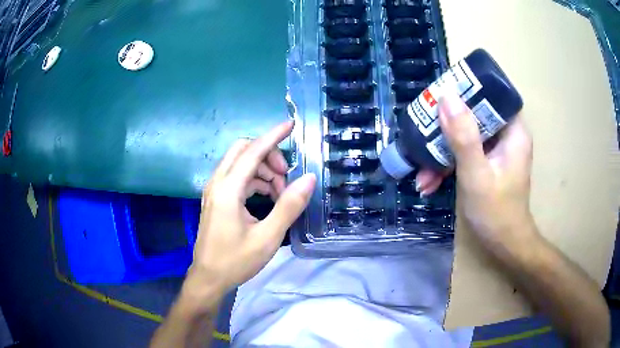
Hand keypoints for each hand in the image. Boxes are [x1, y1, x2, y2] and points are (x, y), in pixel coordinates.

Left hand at [186, 121, 315, 295]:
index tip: (290, 124)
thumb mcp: (267, 237)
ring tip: (280, 193)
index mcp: (228, 189)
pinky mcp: (215, 198)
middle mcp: (217, 183)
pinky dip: (254, 180)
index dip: (273, 136)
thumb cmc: (236, 261)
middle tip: (286, 176)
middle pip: (243, 150)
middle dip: (267, 154)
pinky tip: (267, 198)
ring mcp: (214, 190)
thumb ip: (288, 206)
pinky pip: (236, 177)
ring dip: (262, 170)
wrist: (208, 278)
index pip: (252, 151)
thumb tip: (308, 179)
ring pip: (240, 163)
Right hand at [416, 94, 535, 246]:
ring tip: (422, 174)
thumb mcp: (477, 174)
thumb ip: (463, 137)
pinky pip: (465, 153)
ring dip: (442, 152)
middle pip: (474, 115)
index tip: (441, 95)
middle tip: (423, 133)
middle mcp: (506, 135)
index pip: (492, 95)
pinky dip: (448, 165)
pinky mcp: (486, 162)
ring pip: (466, 136)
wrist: (503, 245)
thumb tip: (446, 97)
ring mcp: (495, 150)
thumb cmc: (496, 211)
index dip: (468, 90)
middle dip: (447, 128)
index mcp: (513, 131)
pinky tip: (429, 182)